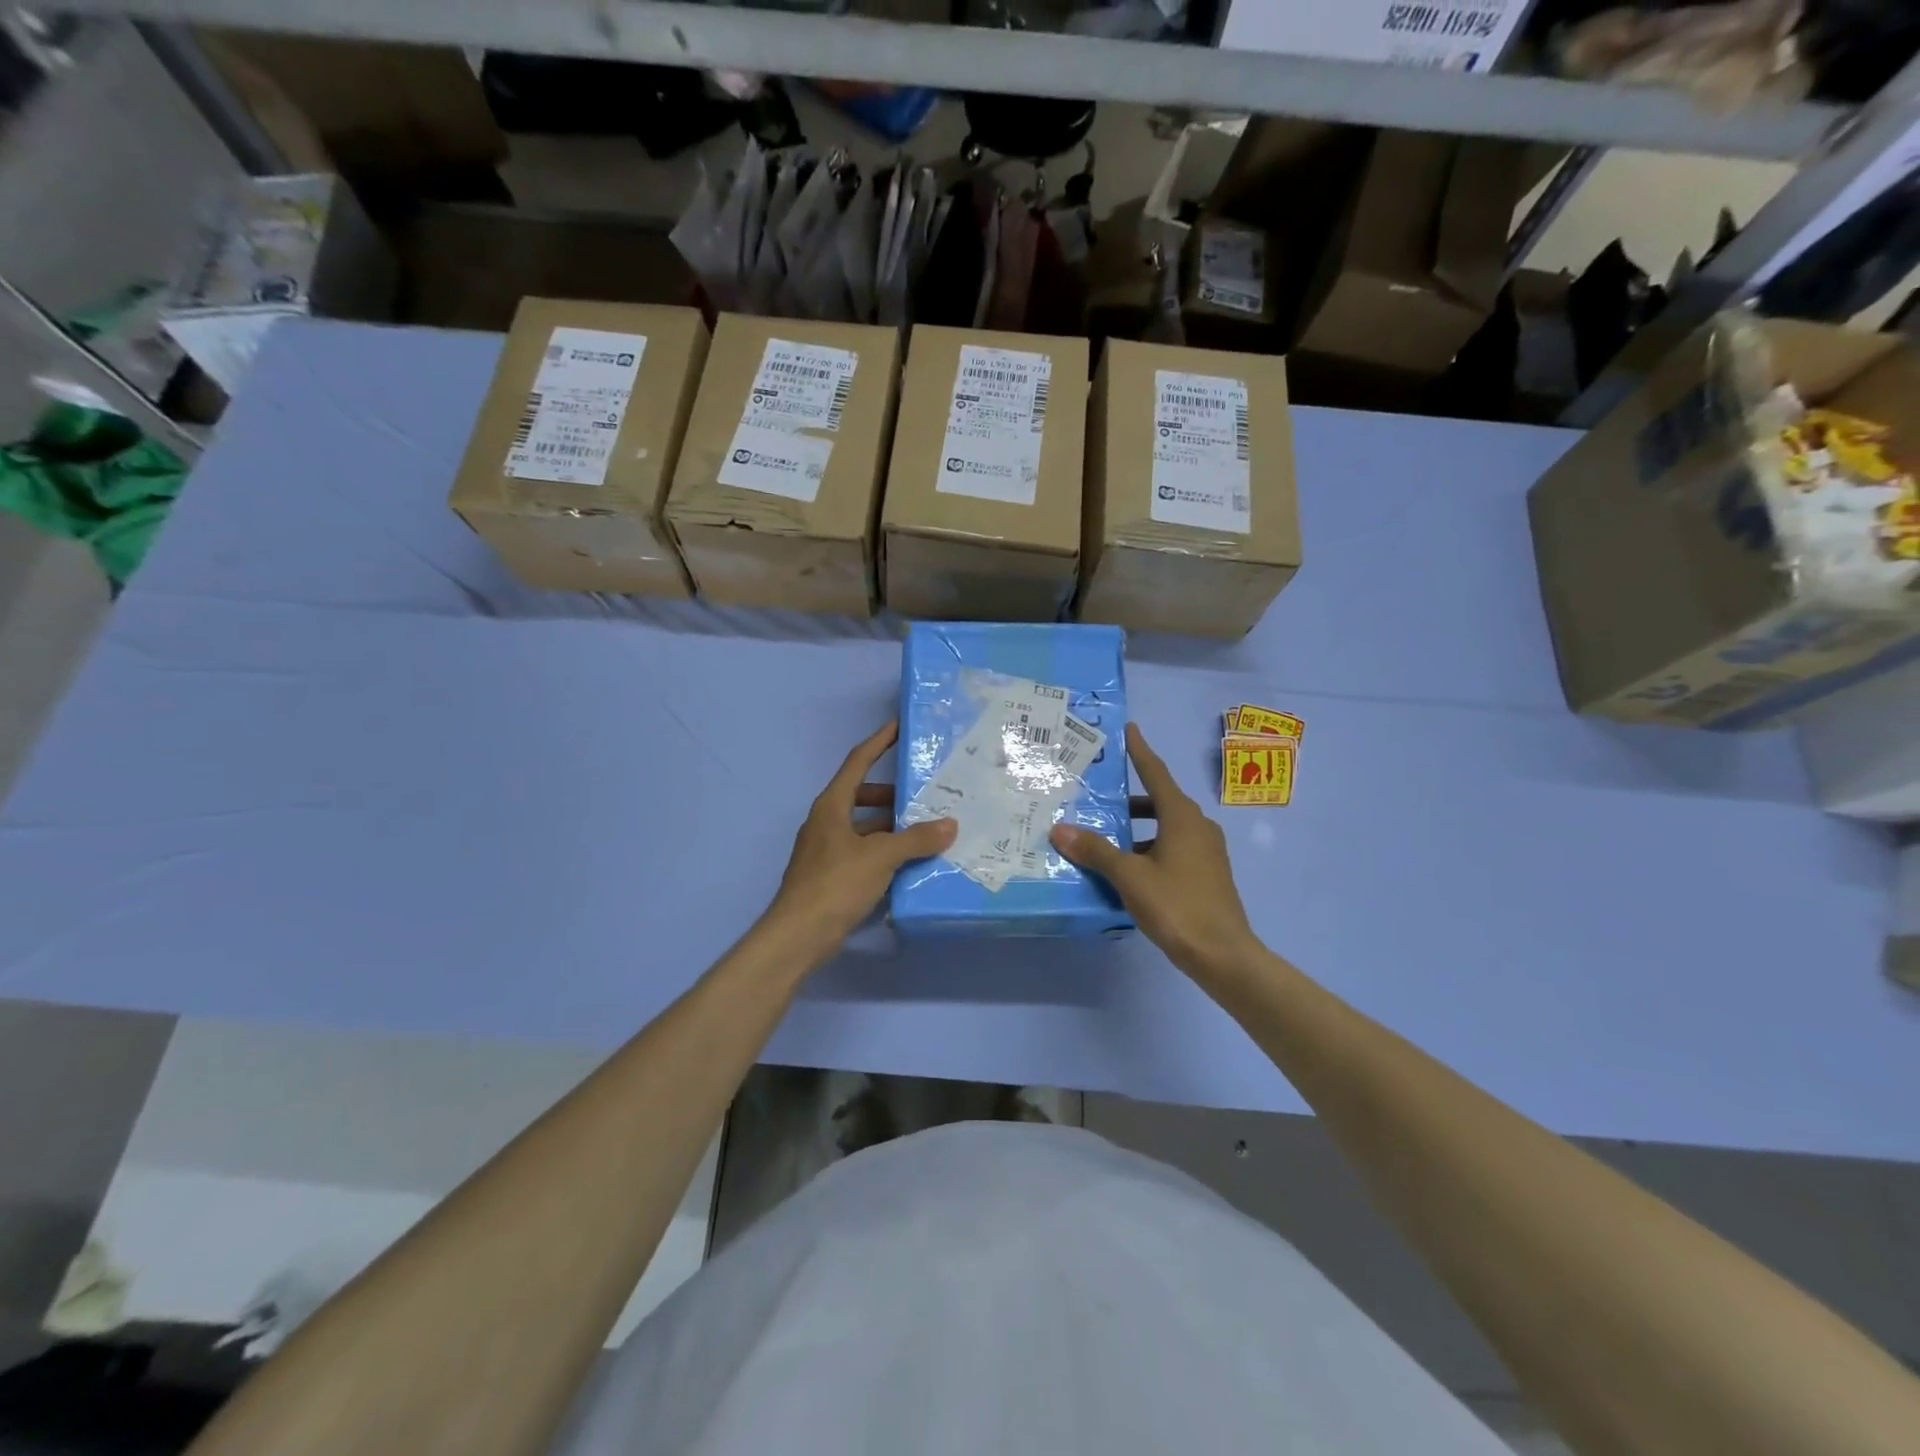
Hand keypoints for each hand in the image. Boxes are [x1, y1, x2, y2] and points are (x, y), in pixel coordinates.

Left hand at [765, 721, 955, 955]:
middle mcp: (826, 821)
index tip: (898, 726)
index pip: (858, 762)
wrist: (798, 935)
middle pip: (862, 795)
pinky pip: (863, 851)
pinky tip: (908, 862)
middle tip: (925, 795)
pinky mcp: (831, 875)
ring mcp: (826, 849)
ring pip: (864, 826)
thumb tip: (950, 825)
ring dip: (891, 826)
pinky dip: (884, 850)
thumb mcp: (880, 857)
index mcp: (832, 805)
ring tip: (925, 830)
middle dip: (892, 794)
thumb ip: (916, 839)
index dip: (879, 742)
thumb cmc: (836, 884)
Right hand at [1050, 723, 1259, 978]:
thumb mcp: (1130, 877)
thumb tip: (1060, 830)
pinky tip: (1128, 869)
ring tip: (1105, 837)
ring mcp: (1206, 851)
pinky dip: (1149, 848)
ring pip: (1166, 827)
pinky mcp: (1207, 873)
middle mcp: (1198, 826)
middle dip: (1129, 797)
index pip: (1156, 772)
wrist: (1224, 955)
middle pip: (1159, 800)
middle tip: (1099, 795)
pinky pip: (1173, 848)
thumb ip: (1096, 851)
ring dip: (1138, 828)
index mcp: (1181, 816)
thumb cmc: (1177, 906)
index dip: (1140, 750)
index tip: (1129, 729)